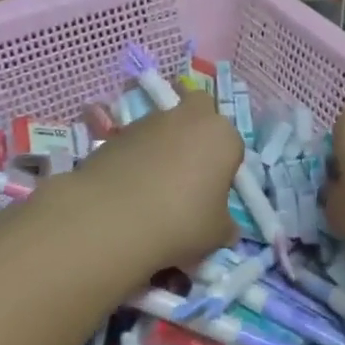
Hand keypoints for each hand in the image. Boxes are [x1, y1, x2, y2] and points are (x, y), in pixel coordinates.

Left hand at [66, 91, 241, 272]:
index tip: (213, 194)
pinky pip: (137, 142)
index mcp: (221, 135)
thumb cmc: (180, 221)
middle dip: (198, 131)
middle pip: (199, 110)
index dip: (224, 169)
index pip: (233, 145)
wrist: (111, 218)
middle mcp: (188, 118)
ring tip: (153, 187)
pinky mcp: (115, 133)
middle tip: (190, 170)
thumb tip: (224, 226)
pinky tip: (129, 189)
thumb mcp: (217, 234)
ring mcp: (148, 121)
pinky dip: (137, 157)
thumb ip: (225, 224)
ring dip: (164, 146)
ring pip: (165, 126)